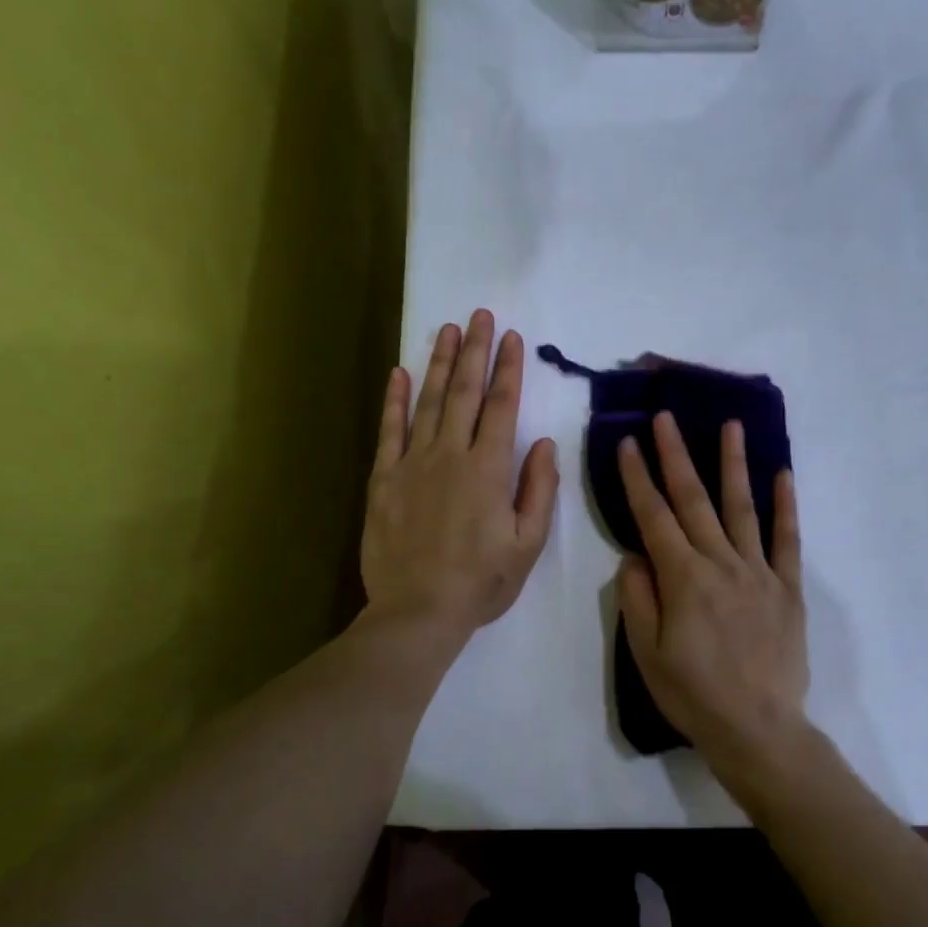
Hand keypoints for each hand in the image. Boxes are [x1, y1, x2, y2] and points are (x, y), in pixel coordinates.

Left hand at [362, 310, 558, 647]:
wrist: (418, 611)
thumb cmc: (481, 582)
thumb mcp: (527, 544)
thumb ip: (538, 490)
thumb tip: (543, 444)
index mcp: (489, 470)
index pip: (502, 407)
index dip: (508, 370)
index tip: (511, 338)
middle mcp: (451, 455)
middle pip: (464, 393)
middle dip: (474, 351)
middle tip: (478, 315)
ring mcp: (413, 464)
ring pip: (427, 402)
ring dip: (438, 363)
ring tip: (446, 329)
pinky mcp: (383, 479)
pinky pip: (389, 431)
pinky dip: (394, 400)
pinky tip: (398, 373)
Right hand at [616, 412, 812, 783]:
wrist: (757, 728)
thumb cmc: (693, 694)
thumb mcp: (646, 653)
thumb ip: (638, 598)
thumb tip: (634, 555)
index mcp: (683, 578)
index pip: (654, 517)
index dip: (639, 478)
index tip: (629, 442)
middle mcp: (721, 564)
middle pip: (694, 500)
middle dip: (677, 456)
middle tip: (667, 417)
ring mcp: (759, 573)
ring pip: (741, 508)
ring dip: (733, 465)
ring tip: (731, 425)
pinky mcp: (788, 588)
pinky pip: (787, 540)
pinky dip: (786, 506)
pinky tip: (782, 475)